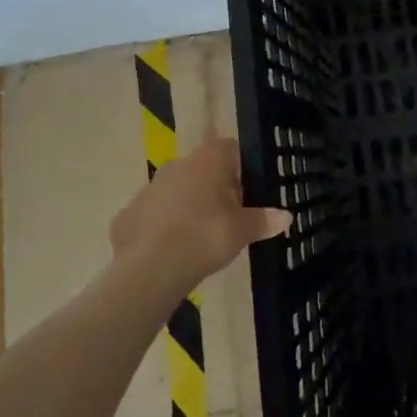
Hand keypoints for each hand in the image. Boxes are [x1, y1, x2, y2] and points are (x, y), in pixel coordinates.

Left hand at [109, 137, 291, 295]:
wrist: (150, 268)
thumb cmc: (205, 236)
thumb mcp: (242, 231)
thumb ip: (264, 220)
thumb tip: (287, 216)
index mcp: (208, 159)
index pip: (229, 148)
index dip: (240, 168)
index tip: (245, 195)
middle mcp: (178, 164)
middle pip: (202, 168)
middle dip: (213, 189)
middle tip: (226, 218)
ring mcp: (150, 187)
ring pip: (176, 190)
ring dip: (187, 205)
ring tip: (198, 237)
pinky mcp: (128, 213)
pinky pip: (154, 214)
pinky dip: (163, 226)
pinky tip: (171, 251)